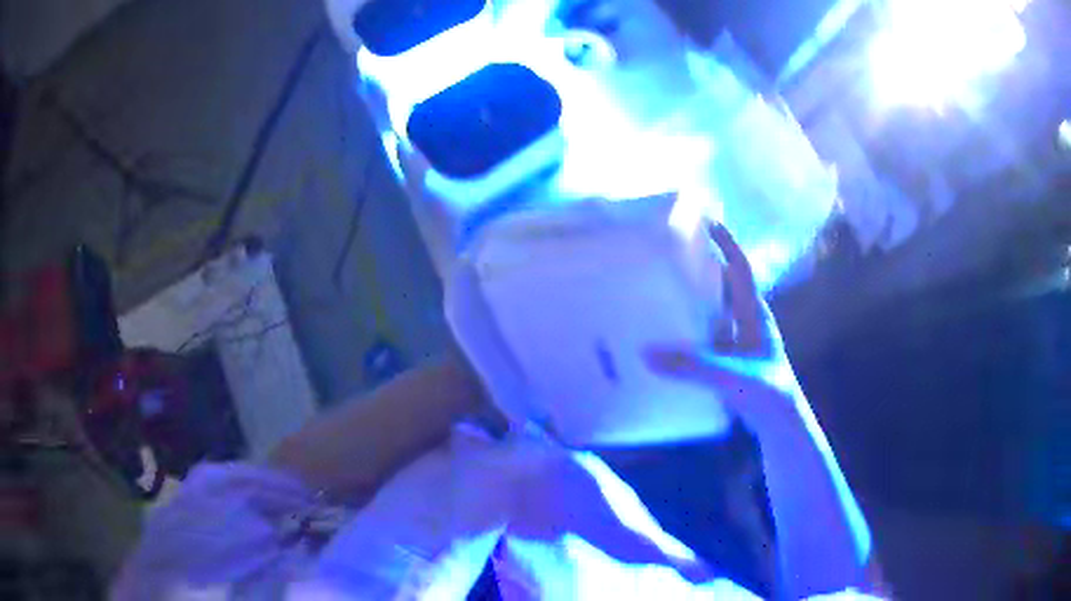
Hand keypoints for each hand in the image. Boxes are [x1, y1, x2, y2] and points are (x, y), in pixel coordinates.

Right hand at [645, 223, 808, 438]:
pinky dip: (690, 329)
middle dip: (703, 265)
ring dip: (695, 298)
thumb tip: (647, 353)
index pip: (740, 267)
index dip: (725, 242)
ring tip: (662, 287)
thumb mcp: (731, 376)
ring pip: (714, 310)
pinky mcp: (730, 360)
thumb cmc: (767, 393)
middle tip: (670, 252)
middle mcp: (747, 321)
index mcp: (754, 313)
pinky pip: (707, 335)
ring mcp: (739, 341)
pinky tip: (669, 335)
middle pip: (724, 283)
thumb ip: (693, 366)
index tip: (705, 219)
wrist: (781, 425)